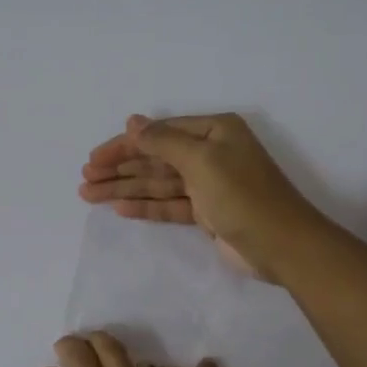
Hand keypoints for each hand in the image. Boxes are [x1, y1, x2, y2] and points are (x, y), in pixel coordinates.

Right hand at [78, 113, 325, 279]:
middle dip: (120, 169)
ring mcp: (208, 185)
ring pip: (158, 183)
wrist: (281, 245)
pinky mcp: (207, 213)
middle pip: (155, 158)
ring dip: (125, 189)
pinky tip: (119, 209)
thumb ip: (163, 141)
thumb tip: (132, 121)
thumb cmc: (243, 195)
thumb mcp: (201, 160)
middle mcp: (210, 153)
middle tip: (85, 180)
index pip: (158, 133)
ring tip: (89, 195)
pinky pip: (169, 204)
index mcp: (214, 131)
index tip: (93, 159)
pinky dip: (145, 206)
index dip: (124, 145)